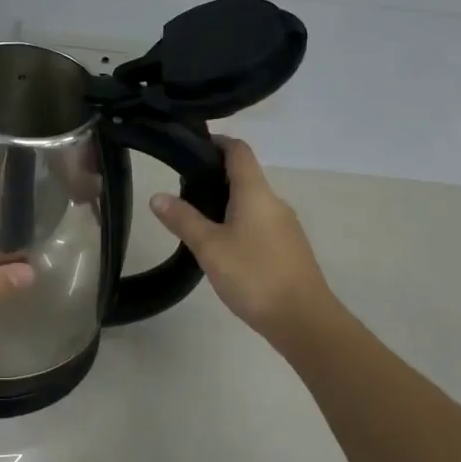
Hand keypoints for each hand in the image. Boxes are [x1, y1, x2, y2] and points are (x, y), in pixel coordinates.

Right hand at [151, 137, 333, 342]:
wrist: (303, 319)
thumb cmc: (254, 275)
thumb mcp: (209, 247)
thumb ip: (183, 219)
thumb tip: (157, 196)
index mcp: (256, 192)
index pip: (238, 151)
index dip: (217, 142)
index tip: (191, 147)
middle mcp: (274, 201)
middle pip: (244, 176)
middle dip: (214, 178)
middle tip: (182, 192)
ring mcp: (285, 225)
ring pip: (252, 203)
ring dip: (226, 204)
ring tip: (196, 221)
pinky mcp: (288, 248)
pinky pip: (260, 223)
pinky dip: (239, 224)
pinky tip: (223, 248)